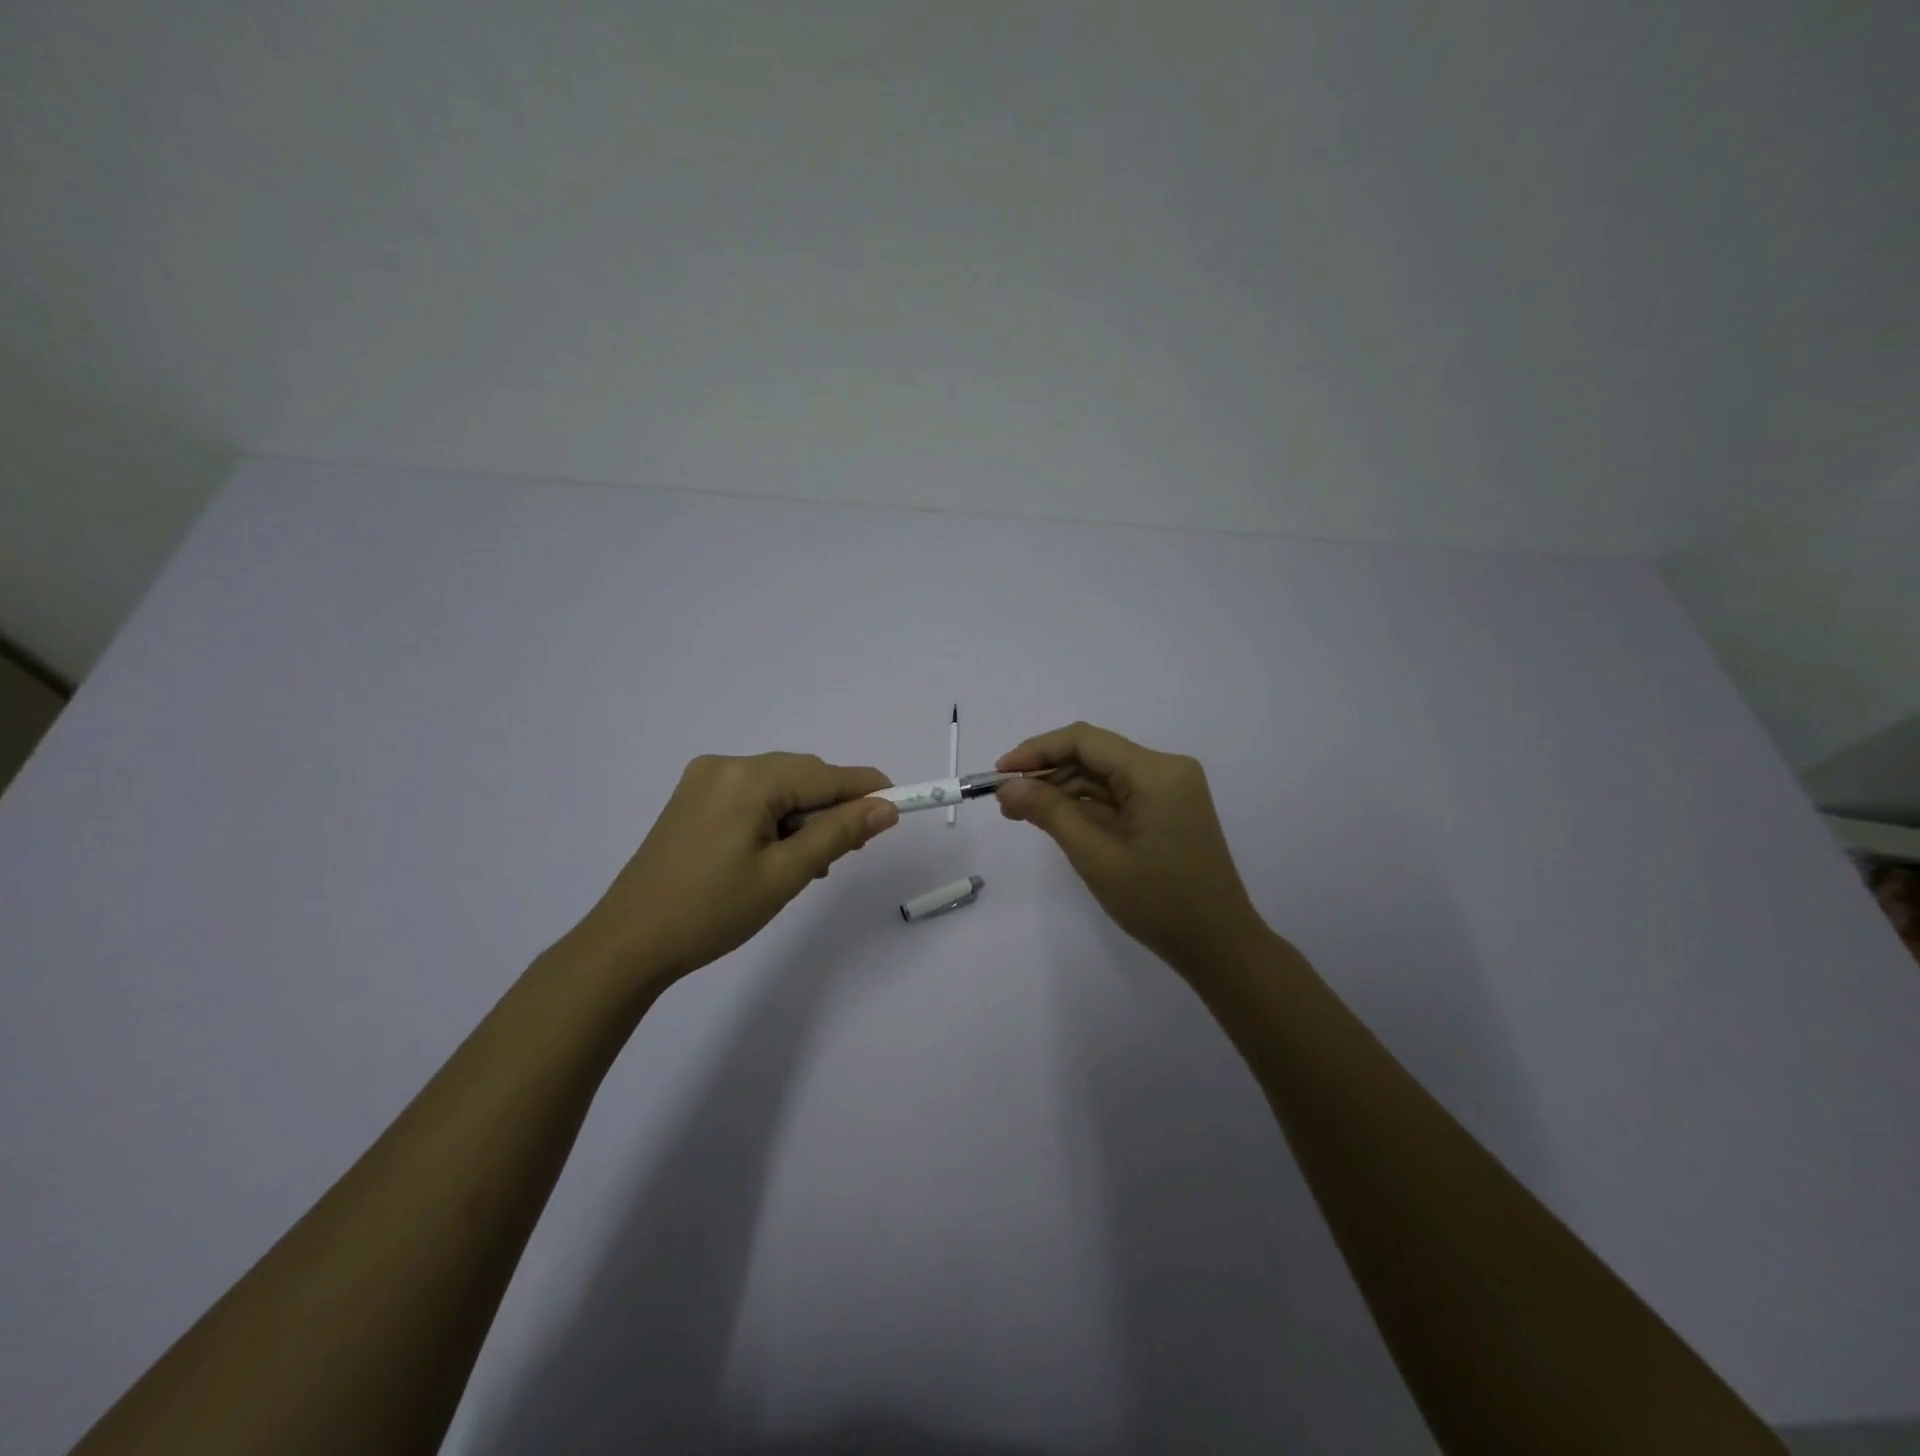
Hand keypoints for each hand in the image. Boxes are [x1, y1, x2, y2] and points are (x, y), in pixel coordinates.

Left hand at [564, 753, 898, 991]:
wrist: (628, 944)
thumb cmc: (712, 911)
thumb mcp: (785, 874)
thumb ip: (839, 833)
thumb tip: (886, 807)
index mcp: (747, 778)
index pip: (825, 775)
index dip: (867, 788)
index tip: (902, 803)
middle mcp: (725, 765)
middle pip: (801, 776)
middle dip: (831, 809)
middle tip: (846, 854)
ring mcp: (704, 781)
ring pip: (777, 788)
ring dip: (803, 817)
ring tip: (809, 865)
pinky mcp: (693, 800)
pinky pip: (752, 797)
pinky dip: (775, 819)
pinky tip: (778, 854)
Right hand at [996, 723, 1268, 972]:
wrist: (1219, 945)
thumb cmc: (1158, 902)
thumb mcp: (1096, 856)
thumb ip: (1050, 813)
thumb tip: (1007, 787)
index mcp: (1155, 772)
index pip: (1085, 741)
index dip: (1037, 751)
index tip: (999, 773)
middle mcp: (1166, 769)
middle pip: (1094, 754)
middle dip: (1046, 773)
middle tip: (1005, 800)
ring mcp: (1170, 788)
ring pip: (1103, 774)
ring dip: (1063, 790)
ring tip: (1021, 812)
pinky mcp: (1168, 807)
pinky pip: (1118, 794)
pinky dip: (1086, 804)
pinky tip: (1055, 818)